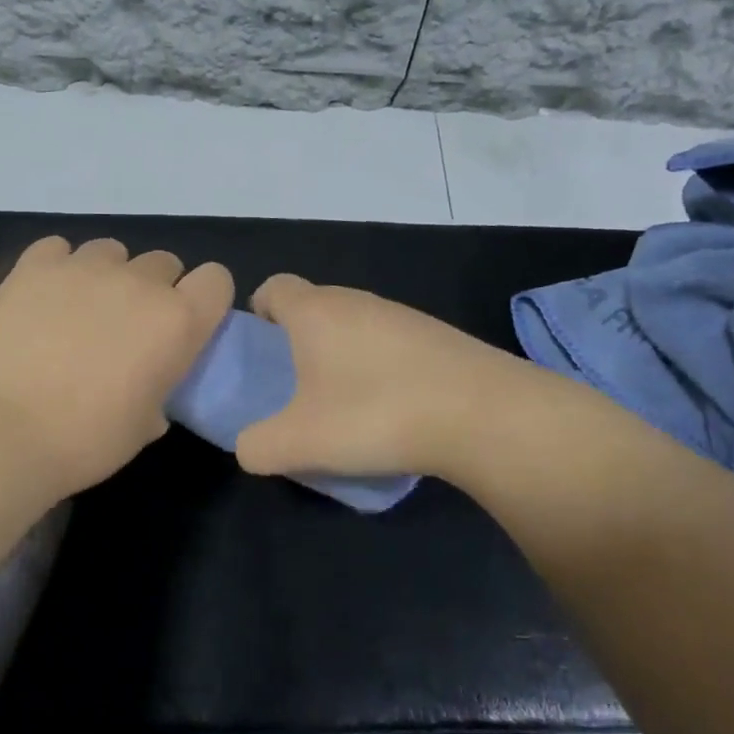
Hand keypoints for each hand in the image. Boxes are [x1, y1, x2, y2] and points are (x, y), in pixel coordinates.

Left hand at [0, 237, 234, 500]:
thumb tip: (151, 382)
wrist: (4, 432)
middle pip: (164, 263)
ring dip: (108, 274)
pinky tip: (45, 297)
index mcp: (178, 321)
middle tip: (127, 326)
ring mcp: (85, 267)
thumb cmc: (87, 440)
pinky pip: (59, 248)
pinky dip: (58, 267)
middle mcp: (139, 282)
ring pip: (112, 250)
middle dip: (154, 289)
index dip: (204, 298)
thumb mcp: (146, 425)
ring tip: (81, 308)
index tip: (185, 324)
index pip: (216, 279)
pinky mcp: (36, 265)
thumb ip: (162, 388)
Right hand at [234, 274, 548, 484]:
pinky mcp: (436, 336)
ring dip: (340, 357)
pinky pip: (389, 344)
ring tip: (344, 407)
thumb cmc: (374, 414)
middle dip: (297, 343)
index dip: (257, 314)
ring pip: (353, 326)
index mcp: (314, 311)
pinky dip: (378, 368)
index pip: (272, 287)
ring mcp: (401, 314)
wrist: (482, 414)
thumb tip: (250, 446)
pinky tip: (391, 410)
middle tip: (296, 390)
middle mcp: (356, 300)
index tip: (260, 355)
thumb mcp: (298, 442)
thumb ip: (256, 446)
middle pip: (313, 307)